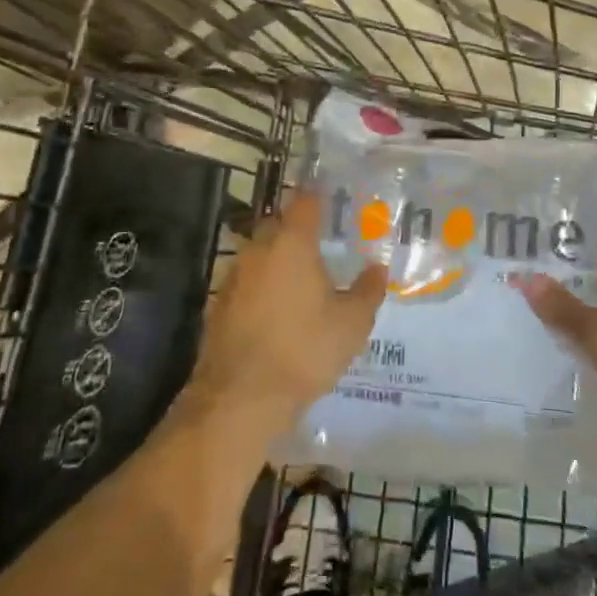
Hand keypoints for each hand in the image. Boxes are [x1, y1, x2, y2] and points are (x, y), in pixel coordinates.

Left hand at [191, 191, 385, 431]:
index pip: (306, 201)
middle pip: (279, 225)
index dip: (320, 196)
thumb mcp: (351, 324)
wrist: (239, 398)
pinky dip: (262, 288)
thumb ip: (368, 291)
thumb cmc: (303, 351)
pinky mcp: (218, 305)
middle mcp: (258, 249)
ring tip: (302, 281)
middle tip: (322, 244)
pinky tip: (277, 312)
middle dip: (298, 230)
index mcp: (292, 242)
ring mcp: (234, 277)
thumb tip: (378, 268)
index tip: (334, 198)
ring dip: (278, 261)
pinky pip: (247, 283)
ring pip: (260, 254)